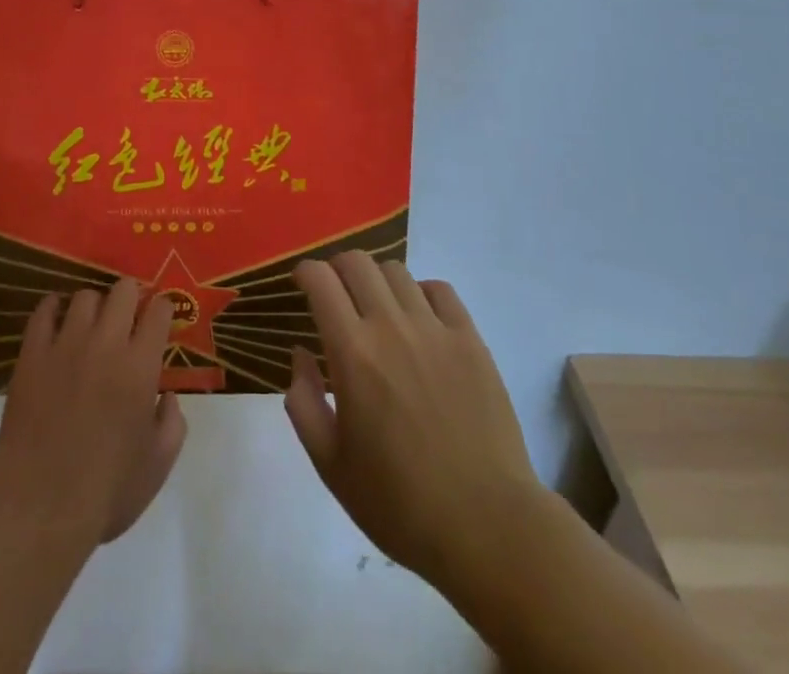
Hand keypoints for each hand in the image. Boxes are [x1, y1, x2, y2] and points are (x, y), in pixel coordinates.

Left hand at [0, 280, 186, 548]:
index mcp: (140, 366)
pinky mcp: (32, 354)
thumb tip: (168, 396)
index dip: (163, 308)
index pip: (158, 311)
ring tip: (93, 323)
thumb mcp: (157, 466)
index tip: (161, 316)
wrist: (40, 508)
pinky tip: (58, 319)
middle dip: (131, 296)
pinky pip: (44, 312)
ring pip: (85, 296)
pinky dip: (54, 308)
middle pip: (123, 290)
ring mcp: (66, 345)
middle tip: (129, 317)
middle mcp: (106, 343)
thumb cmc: (105, 492)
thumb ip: (172, 424)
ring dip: (95, 306)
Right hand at [285, 252, 541, 590]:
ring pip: (396, 271)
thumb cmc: (400, 503)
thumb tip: (301, 352)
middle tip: (334, 293)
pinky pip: (440, 290)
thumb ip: (303, 401)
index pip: (321, 280)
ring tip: (377, 309)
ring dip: (376, 281)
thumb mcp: (330, 464)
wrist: (487, 527)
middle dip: (336, 268)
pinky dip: (420, 293)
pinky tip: (418, 320)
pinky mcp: (471, 340)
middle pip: (357, 263)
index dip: (305, 272)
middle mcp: (391, 326)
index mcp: (352, 353)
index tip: (301, 283)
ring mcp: (435, 329)